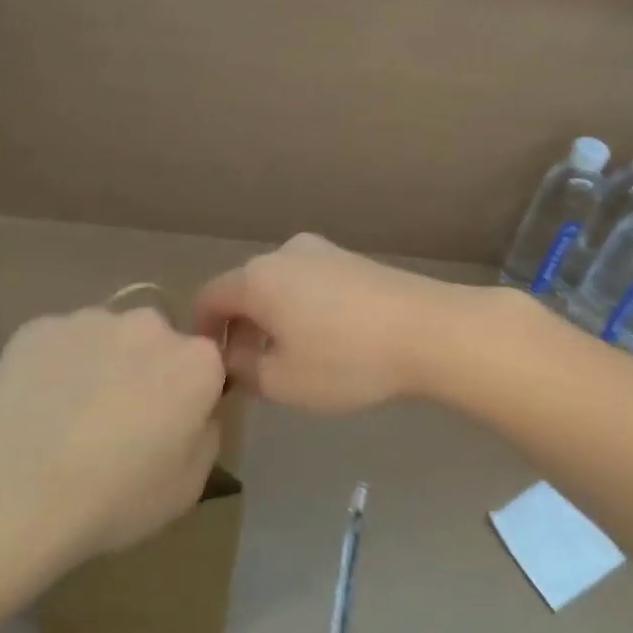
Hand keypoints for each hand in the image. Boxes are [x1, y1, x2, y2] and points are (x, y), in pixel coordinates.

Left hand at [0, 306, 226, 570]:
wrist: (12, 491)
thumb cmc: (114, 497)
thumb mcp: (189, 486)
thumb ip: (204, 436)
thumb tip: (193, 415)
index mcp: (195, 362)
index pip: (207, 367)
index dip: (190, 398)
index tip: (168, 430)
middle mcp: (149, 326)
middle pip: (157, 344)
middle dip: (146, 372)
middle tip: (118, 423)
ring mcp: (90, 321)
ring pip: (107, 339)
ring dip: (101, 366)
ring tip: (67, 418)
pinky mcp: (37, 328)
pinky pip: (60, 344)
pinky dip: (55, 367)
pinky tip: (34, 410)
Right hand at [193, 233, 468, 411]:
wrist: (429, 330)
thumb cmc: (346, 359)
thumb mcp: (283, 381)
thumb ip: (243, 368)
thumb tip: (233, 354)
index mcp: (257, 277)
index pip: (209, 298)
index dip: (203, 332)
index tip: (214, 365)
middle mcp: (284, 253)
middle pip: (245, 289)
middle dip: (241, 328)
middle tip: (252, 370)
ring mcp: (323, 251)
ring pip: (280, 286)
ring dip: (274, 319)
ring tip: (292, 358)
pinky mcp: (354, 260)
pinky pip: (311, 283)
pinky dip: (303, 309)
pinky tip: (328, 340)